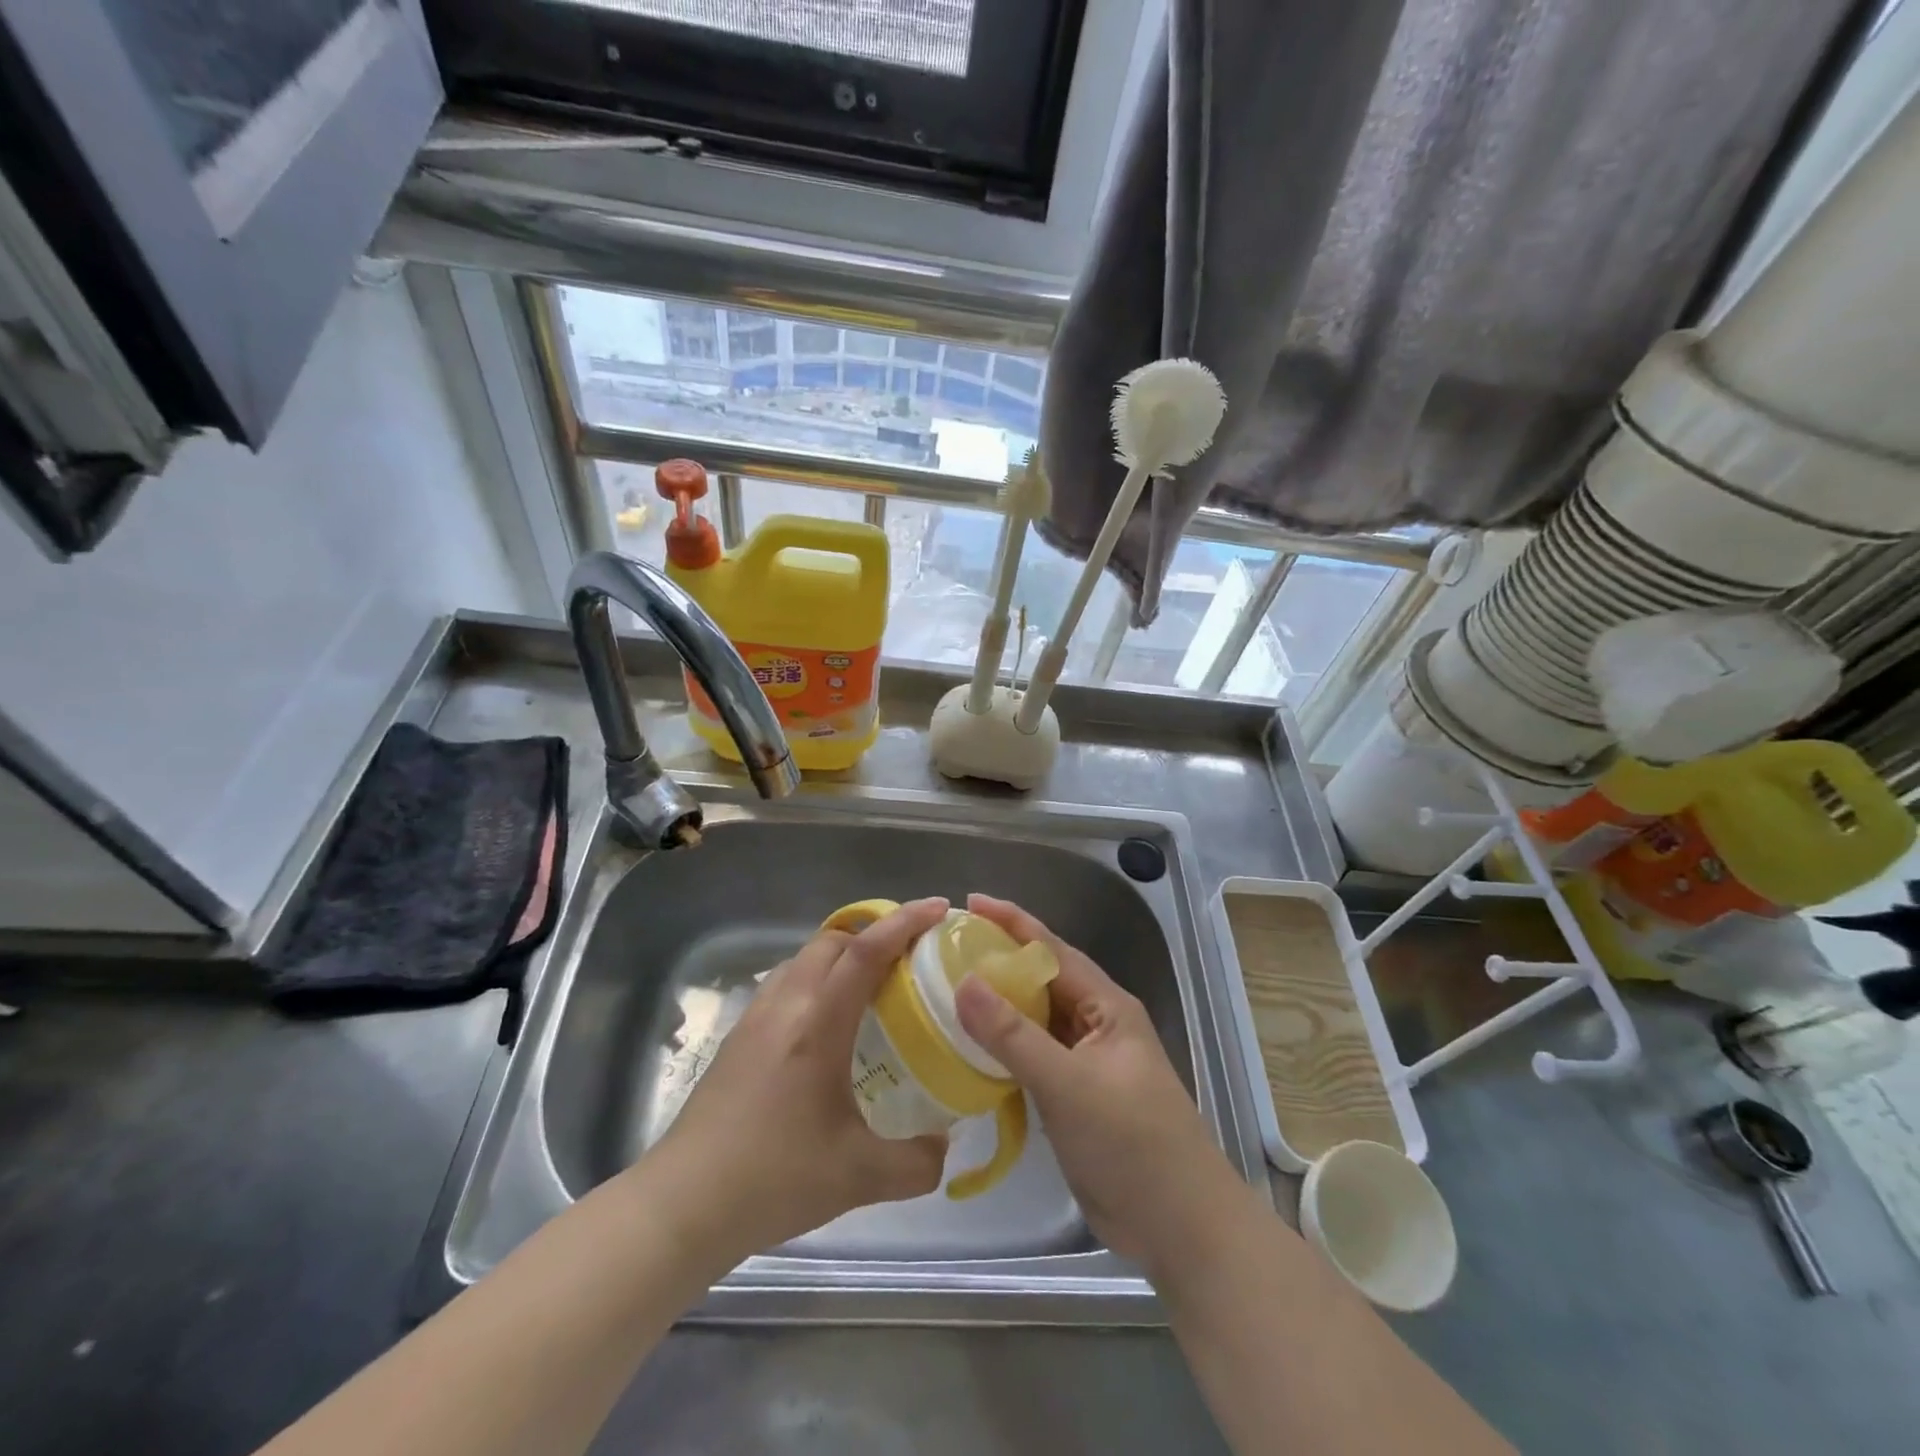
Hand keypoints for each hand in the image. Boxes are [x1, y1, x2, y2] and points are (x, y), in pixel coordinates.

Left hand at [643, 897, 950, 1266]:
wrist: (683, 1204)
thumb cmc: (774, 1179)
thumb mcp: (860, 1178)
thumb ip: (917, 1163)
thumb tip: (945, 1147)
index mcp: (818, 1024)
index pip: (865, 952)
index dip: (905, 922)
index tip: (938, 908)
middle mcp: (784, 1007)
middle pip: (832, 942)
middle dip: (874, 934)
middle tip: (909, 957)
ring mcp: (754, 1019)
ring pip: (802, 960)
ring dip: (840, 957)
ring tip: (870, 988)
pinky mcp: (737, 1039)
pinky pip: (783, 986)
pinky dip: (814, 983)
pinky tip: (826, 1028)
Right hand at [954, 894, 1248, 1275]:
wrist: (1180, 1228)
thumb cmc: (1132, 1144)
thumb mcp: (1069, 1084)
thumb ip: (1014, 1036)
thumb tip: (964, 983)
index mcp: (1106, 1006)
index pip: (1052, 950)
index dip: (1011, 922)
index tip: (968, 903)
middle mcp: (1095, 1025)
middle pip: (1040, 981)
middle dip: (997, 962)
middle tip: (945, 950)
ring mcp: (1085, 1063)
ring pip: (1033, 1021)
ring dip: (996, 1007)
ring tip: (946, 991)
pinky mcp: (1073, 1098)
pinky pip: (1031, 1058)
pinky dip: (1001, 1050)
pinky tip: (967, 1049)